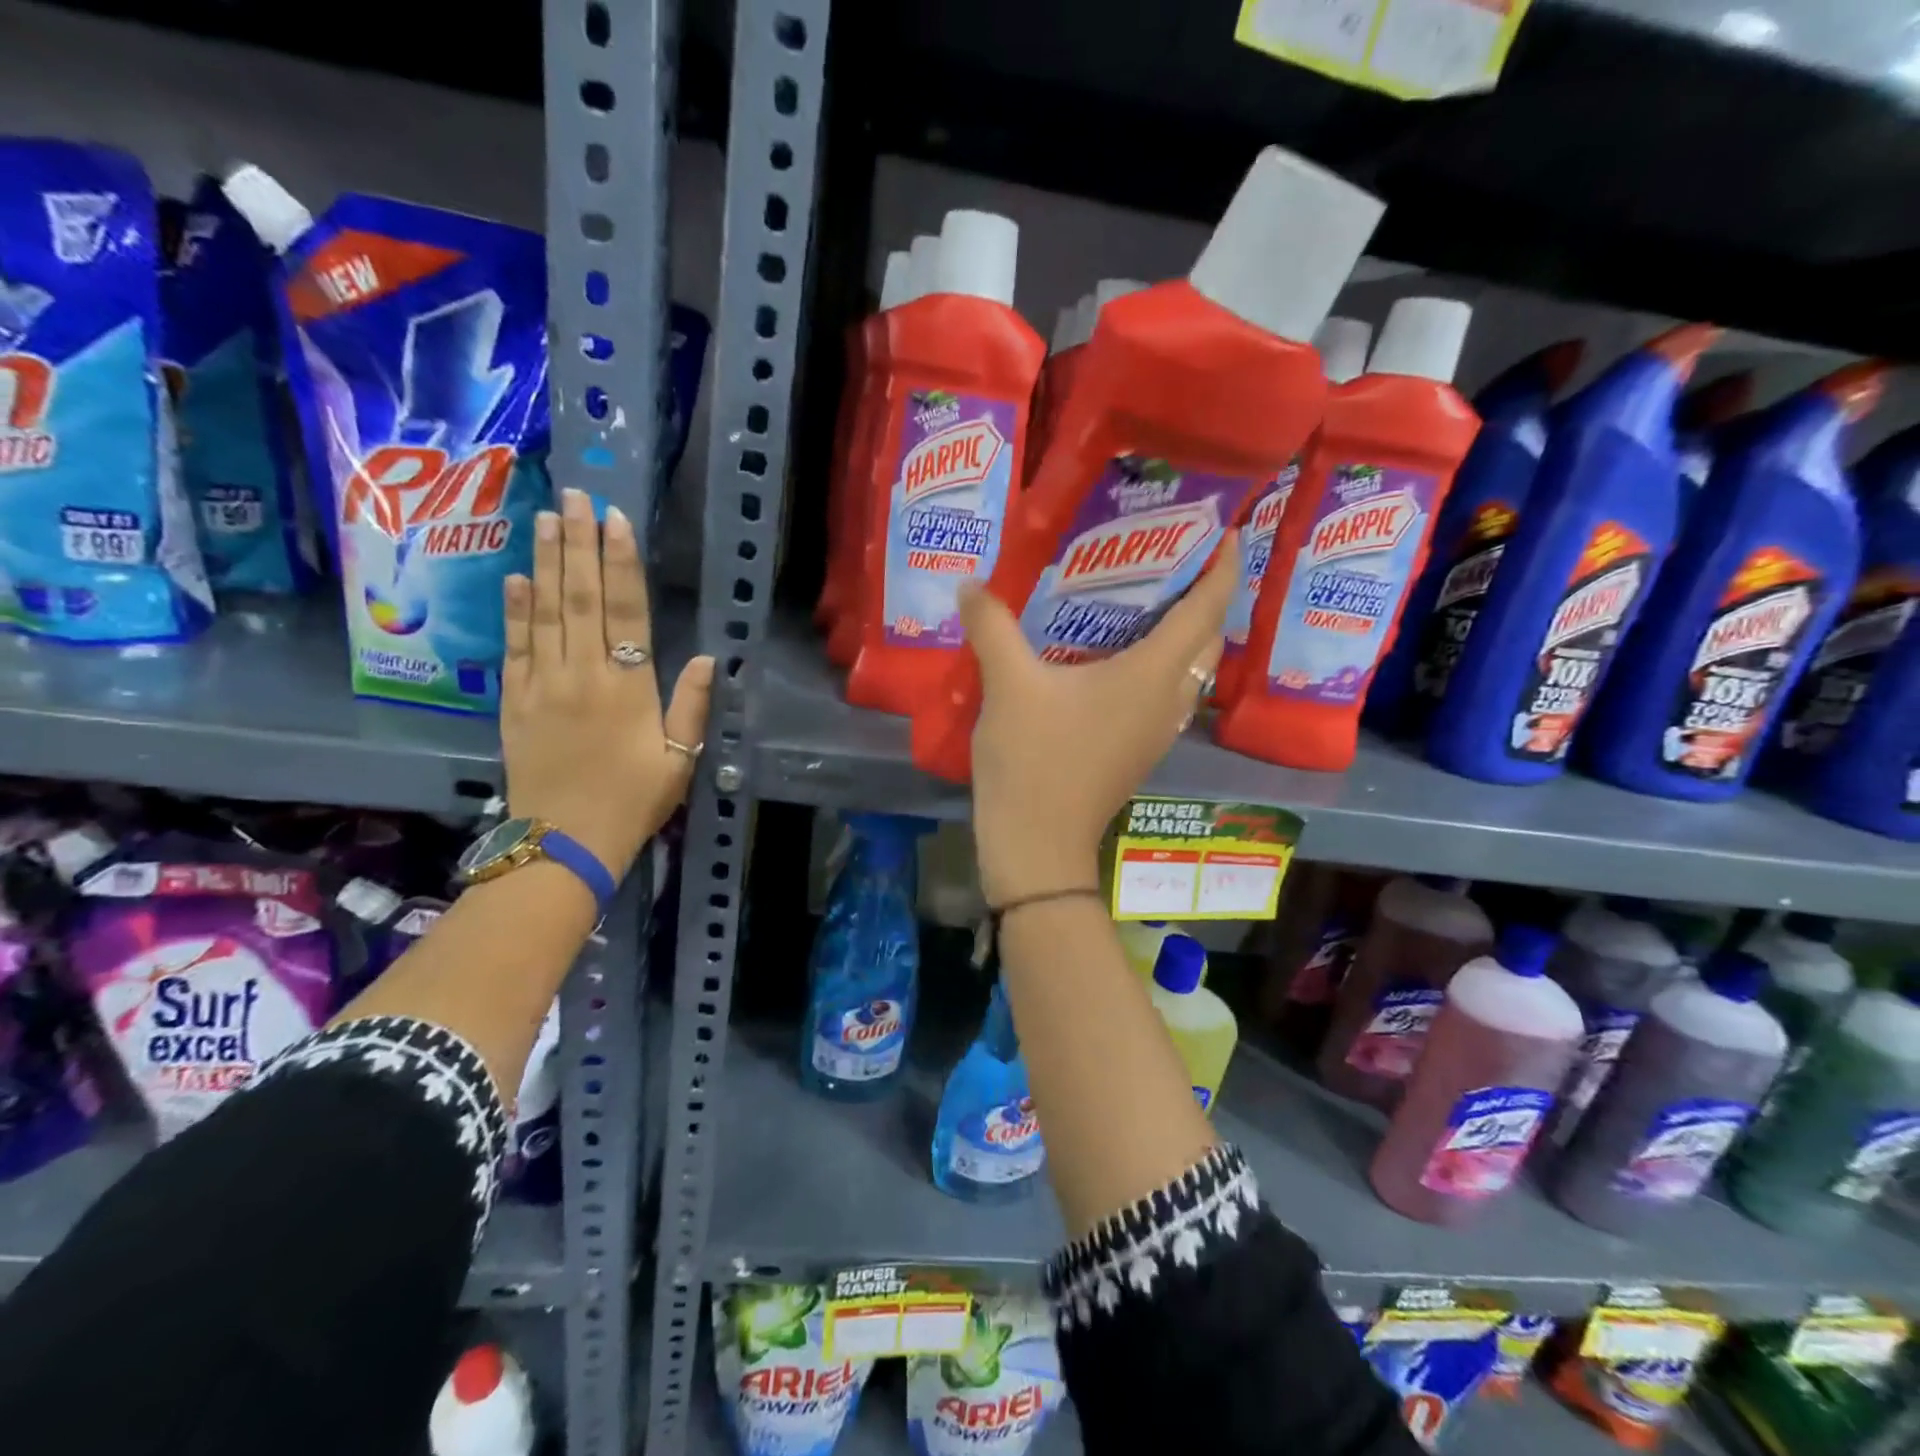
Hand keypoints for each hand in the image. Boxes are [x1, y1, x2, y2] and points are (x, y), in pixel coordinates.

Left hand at [500, 488, 714, 876]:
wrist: (565, 842)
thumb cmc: (633, 801)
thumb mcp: (679, 760)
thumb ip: (692, 706)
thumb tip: (709, 657)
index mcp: (629, 687)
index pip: (626, 611)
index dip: (622, 563)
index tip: (616, 521)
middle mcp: (583, 674)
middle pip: (581, 598)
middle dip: (579, 544)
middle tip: (574, 496)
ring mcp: (542, 685)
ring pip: (545, 611)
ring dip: (547, 562)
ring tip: (547, 519)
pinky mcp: (514, 702)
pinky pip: (515, 646)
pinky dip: (515, 609)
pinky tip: (517, 577)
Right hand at [958, 535, 1239, 906]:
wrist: (1037, 845)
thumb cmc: (1034, 759)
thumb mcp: (1008, 684)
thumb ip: (992, 625)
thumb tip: (970, 583)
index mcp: (1152, 674)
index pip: (1207, 609)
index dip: (1224, 567)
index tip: (1226, 531)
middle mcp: (1167, 699)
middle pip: (1207, 638)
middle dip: (1205, 595)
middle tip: (1174, 558)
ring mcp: (1156, 729)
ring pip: (1189, 669)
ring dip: (1183, 632)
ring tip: (1148, 598)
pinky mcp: (1138, 749)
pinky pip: (1164, 692)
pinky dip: (1158, 663)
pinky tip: (1115, 655)